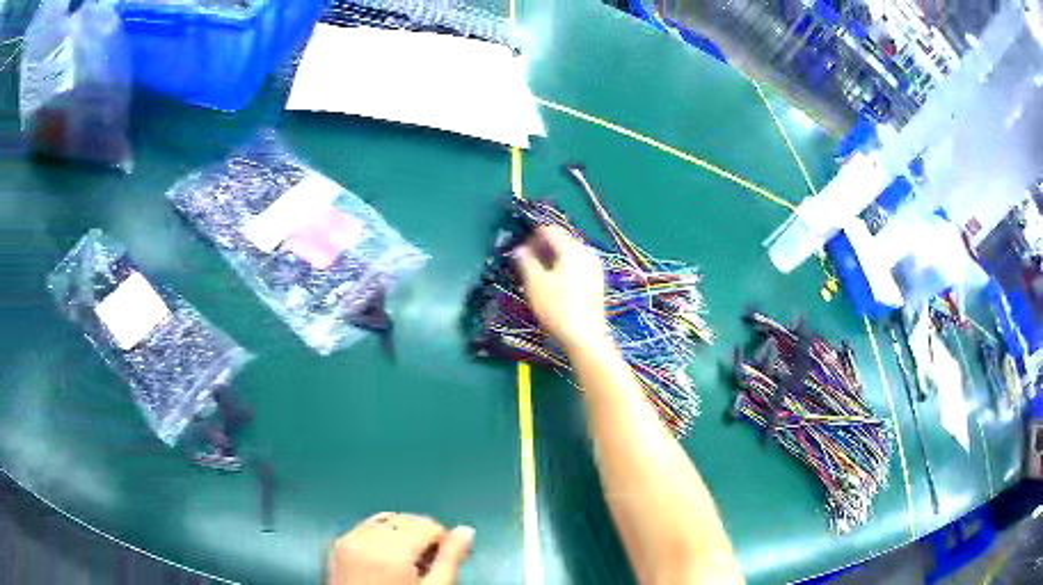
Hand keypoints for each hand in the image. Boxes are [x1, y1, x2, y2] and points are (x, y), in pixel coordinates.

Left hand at [327, 512, 474, 584]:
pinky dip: (381, 536)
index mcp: (392, 551)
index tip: (448, 558)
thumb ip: (450, 559)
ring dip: (401, 534)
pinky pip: (365, 528)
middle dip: (422, 536)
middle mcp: (366, 539)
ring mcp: (348, 541)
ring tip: (409, 562)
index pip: (426, 525)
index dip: (443, 540)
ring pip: (384, 521)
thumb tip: (466, 531)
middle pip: (405, 520)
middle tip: (431, 563)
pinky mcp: (337, 546)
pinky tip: (388, 559)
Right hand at [513, 225, 608, 350]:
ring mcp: (595, 268)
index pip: (551, 231)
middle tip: (528, 259)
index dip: (534, 235)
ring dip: (555, 257)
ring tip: (540, 272)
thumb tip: (519, 249)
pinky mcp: (597, 282)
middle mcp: (586, 253)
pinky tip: (556, 282)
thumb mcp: (535, 284)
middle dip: (545, 246)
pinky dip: (566, 268)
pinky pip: (579, 266)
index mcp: (571, 249)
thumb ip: (526, 262)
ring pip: (571, 254)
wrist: (584, 335)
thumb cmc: (556, 307)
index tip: (522, 246)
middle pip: (563, 240)